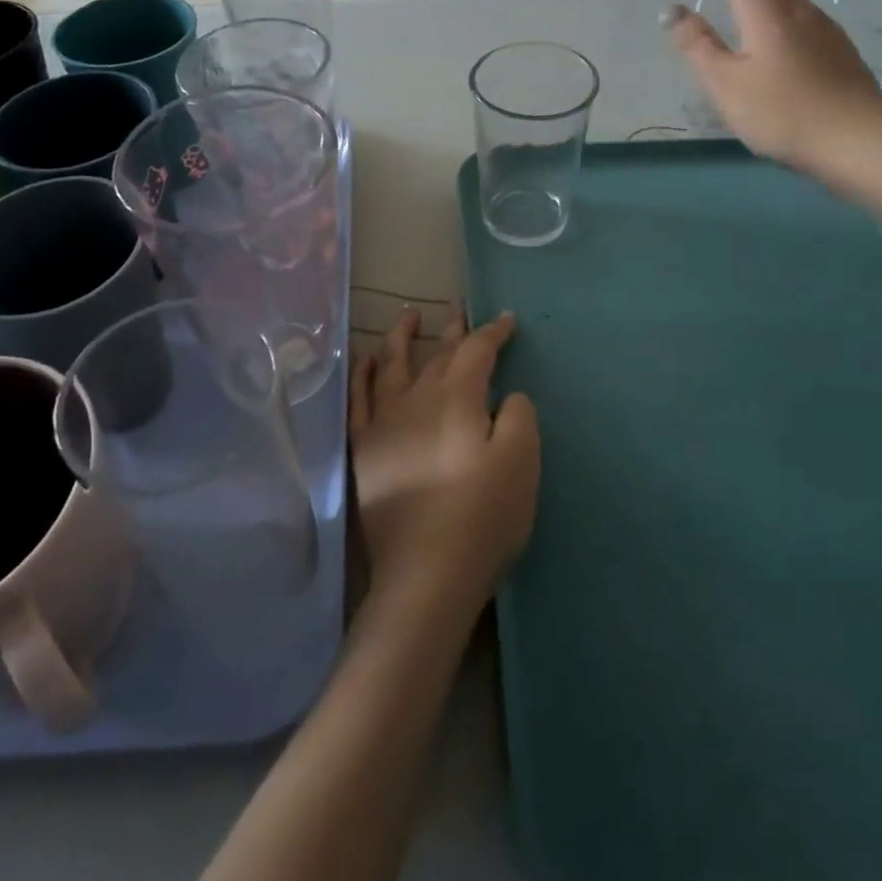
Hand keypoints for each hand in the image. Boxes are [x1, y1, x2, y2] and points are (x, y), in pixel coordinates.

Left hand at [349, 308, 538, 616]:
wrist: (425, 572)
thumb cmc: (482, 517)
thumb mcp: (522, 463)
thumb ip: (519, 417)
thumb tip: (506, 395)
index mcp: (458, 398)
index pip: (477, 351)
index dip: (494, 332)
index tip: (507, 320)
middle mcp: (417, 398)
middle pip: (437, 354)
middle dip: (453, 330)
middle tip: (459, 308)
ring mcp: (385, 421)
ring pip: (392, 364)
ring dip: (401, 337)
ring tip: (408, 315)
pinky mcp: (364, 448)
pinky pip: (359, 398)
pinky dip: (363, 373)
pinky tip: (366, 359)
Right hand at [668, 0, 881, 173]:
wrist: (861, 142)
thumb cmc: (785, 114)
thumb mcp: (727, 84)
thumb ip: (698, 46)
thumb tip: (673, 10)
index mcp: (766, 11)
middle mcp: (794, 6)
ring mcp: (817, 24)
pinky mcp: (829, 44)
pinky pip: (785, 5)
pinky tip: (752, 19)